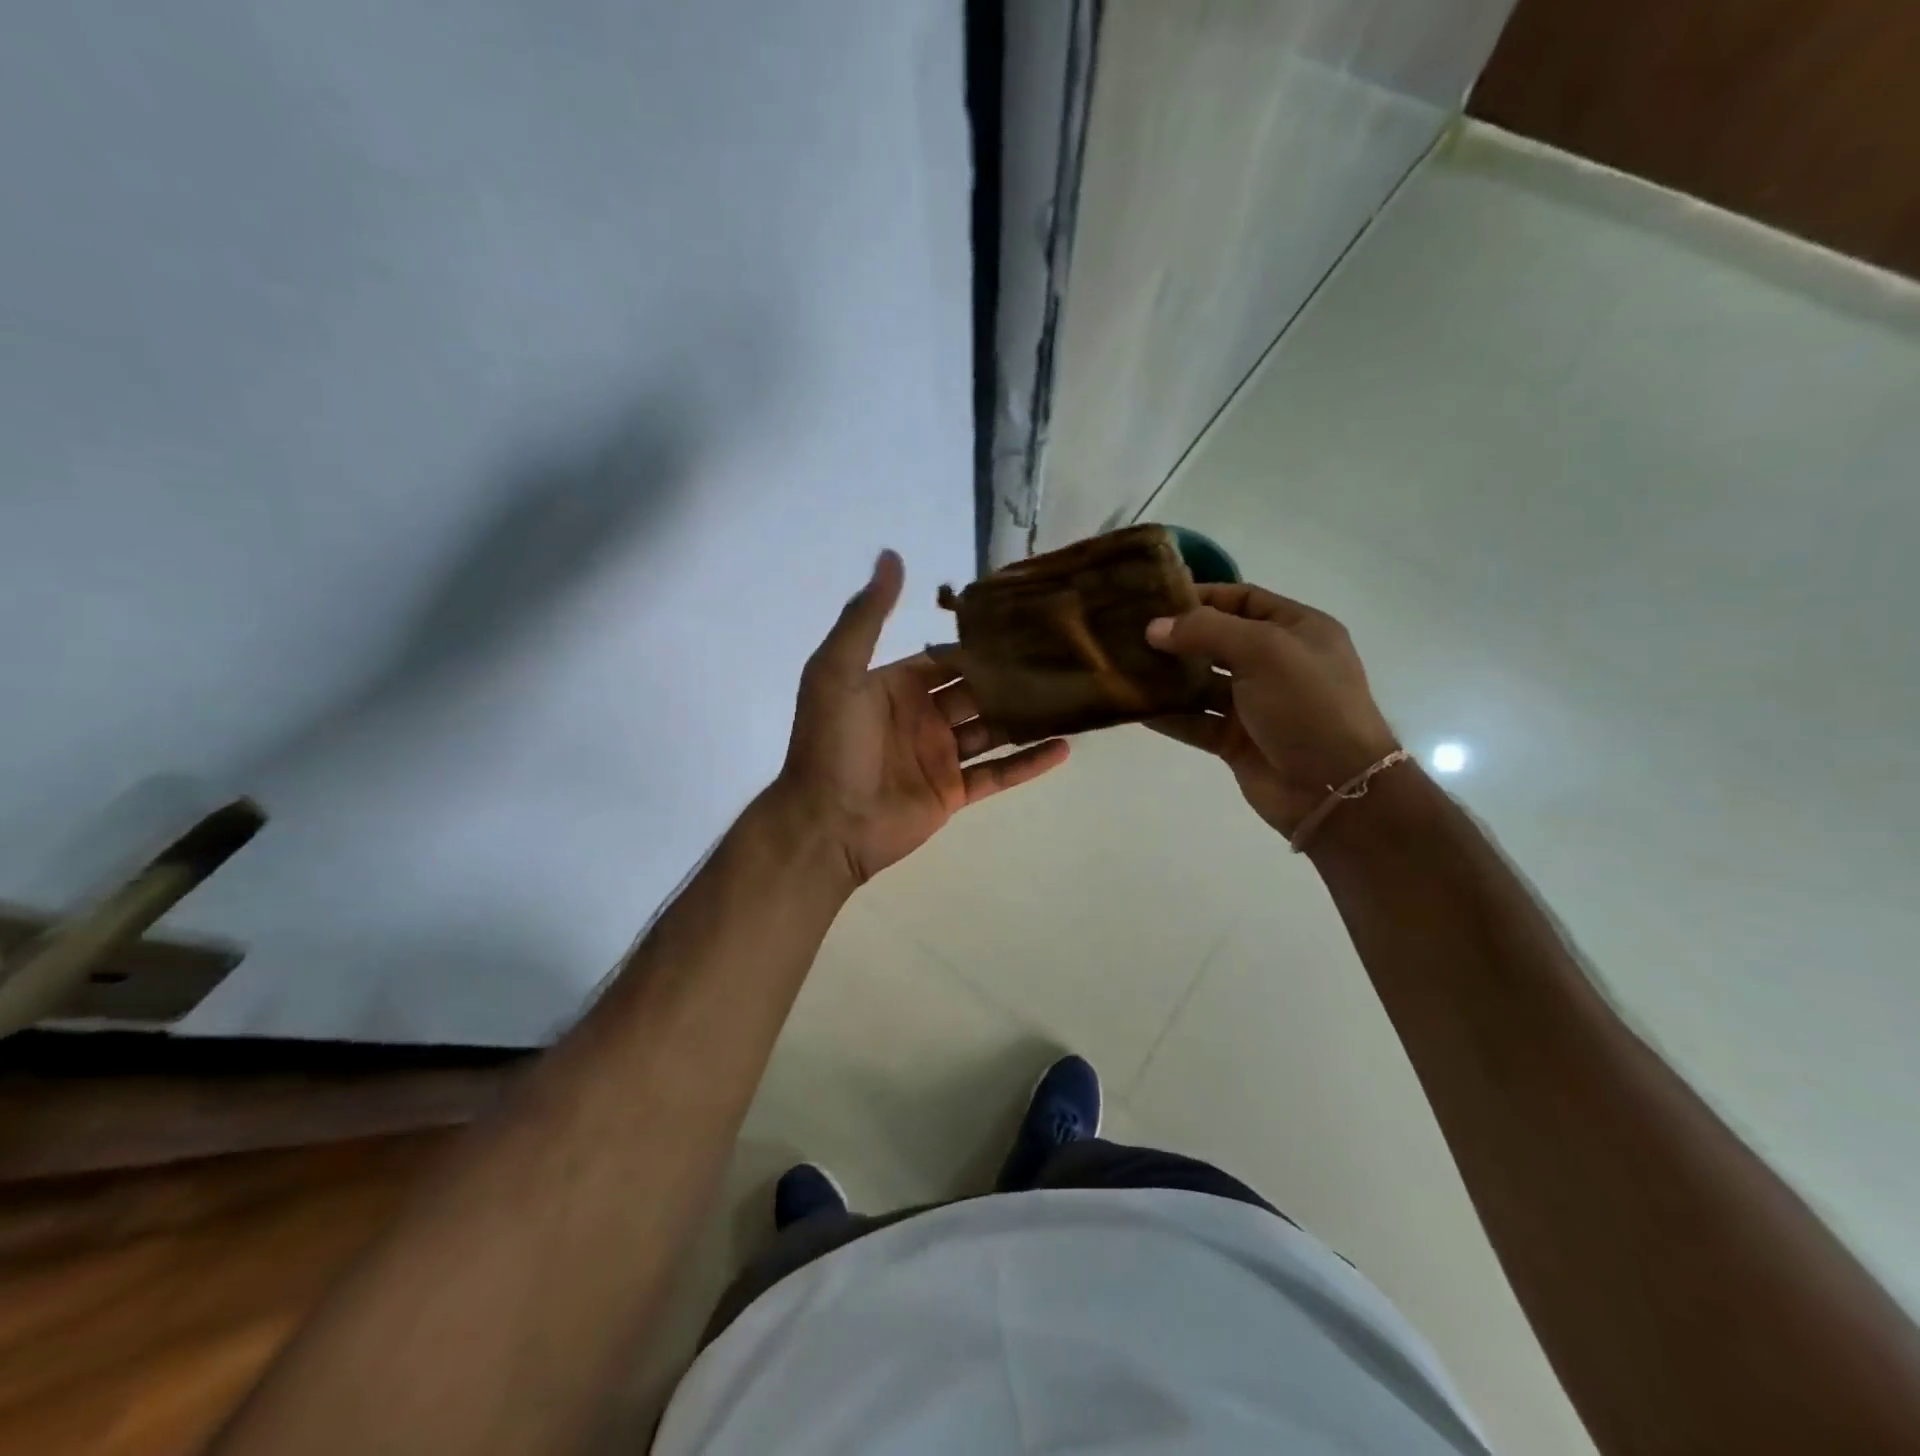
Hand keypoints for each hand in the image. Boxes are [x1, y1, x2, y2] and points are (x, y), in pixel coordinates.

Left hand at [777, 551, 1069, 884]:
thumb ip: (867, 616)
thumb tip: (891, 555)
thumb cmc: (830, 744)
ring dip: (1026, 715)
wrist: (826, 824)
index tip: (1024, 620)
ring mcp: (940, 756)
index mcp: (897, 685)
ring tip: (1073, 693)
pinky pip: (997, 775)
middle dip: (1011, 674)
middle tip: (1062, 653)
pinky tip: (1065, 747)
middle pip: (977, 689)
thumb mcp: (838, 670)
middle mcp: (923, 716)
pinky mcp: (953, 792)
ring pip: (993, 729)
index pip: (946, 656)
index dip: (980, 641)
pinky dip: (1029, 762)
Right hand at [1144, 583, 1398, 836]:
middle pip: (1217, 640)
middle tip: (1130, 634)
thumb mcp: (1264, 650)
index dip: (1202, 596)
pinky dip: (1168, 714)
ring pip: (1201, 683)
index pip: (1244, 599)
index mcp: (1297, 630)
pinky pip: (1195, 720)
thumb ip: (1207, 631)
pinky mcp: (1235, 740)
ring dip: (1167, 676)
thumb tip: (1154, 627)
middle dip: (1177, 637)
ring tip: (1124, 667)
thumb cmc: (1307, 705)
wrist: (1333, 787)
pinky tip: (1134, 706)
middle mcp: (1275, 663)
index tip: (1155, 599)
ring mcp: (1255, 704)